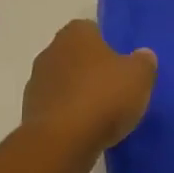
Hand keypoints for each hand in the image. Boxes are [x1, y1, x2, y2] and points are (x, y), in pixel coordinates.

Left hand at [21, 20, 157, 160]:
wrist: (61, 142)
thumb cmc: (102, 97)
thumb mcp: (139, 77)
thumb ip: (144, 62)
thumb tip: (143, 56)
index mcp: (76, 33)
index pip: (93, 30)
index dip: (109, 46)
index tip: (123, 66)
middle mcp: (51, 50)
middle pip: (77, 56)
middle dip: (92, 70)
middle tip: (115, 89)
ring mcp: (37, 81)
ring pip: (64, 82)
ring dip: (78, 94)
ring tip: (101, 115)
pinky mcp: (30, 111)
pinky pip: (56, 107)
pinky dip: (68, 115)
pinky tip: (84, 131)